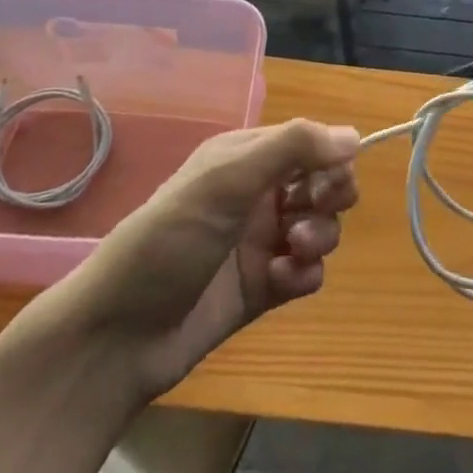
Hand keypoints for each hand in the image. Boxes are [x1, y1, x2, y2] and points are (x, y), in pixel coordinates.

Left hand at [53, 119, 360, 397]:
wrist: (118, 337)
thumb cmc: (169, 241)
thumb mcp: (226, 181)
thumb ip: (292, 149)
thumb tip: (354, 135)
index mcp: (244, 158)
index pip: (309, 142)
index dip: (330, 156)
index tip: (333, 176)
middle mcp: (256, 194)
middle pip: (322, 183)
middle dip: (331, 195)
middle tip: (313, 210)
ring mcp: (260, 241)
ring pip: (321, 226)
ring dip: (319, 236)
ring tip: (292, 250)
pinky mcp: (263, 287)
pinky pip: (308, 272)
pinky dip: (304, 274)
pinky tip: (282, 281)